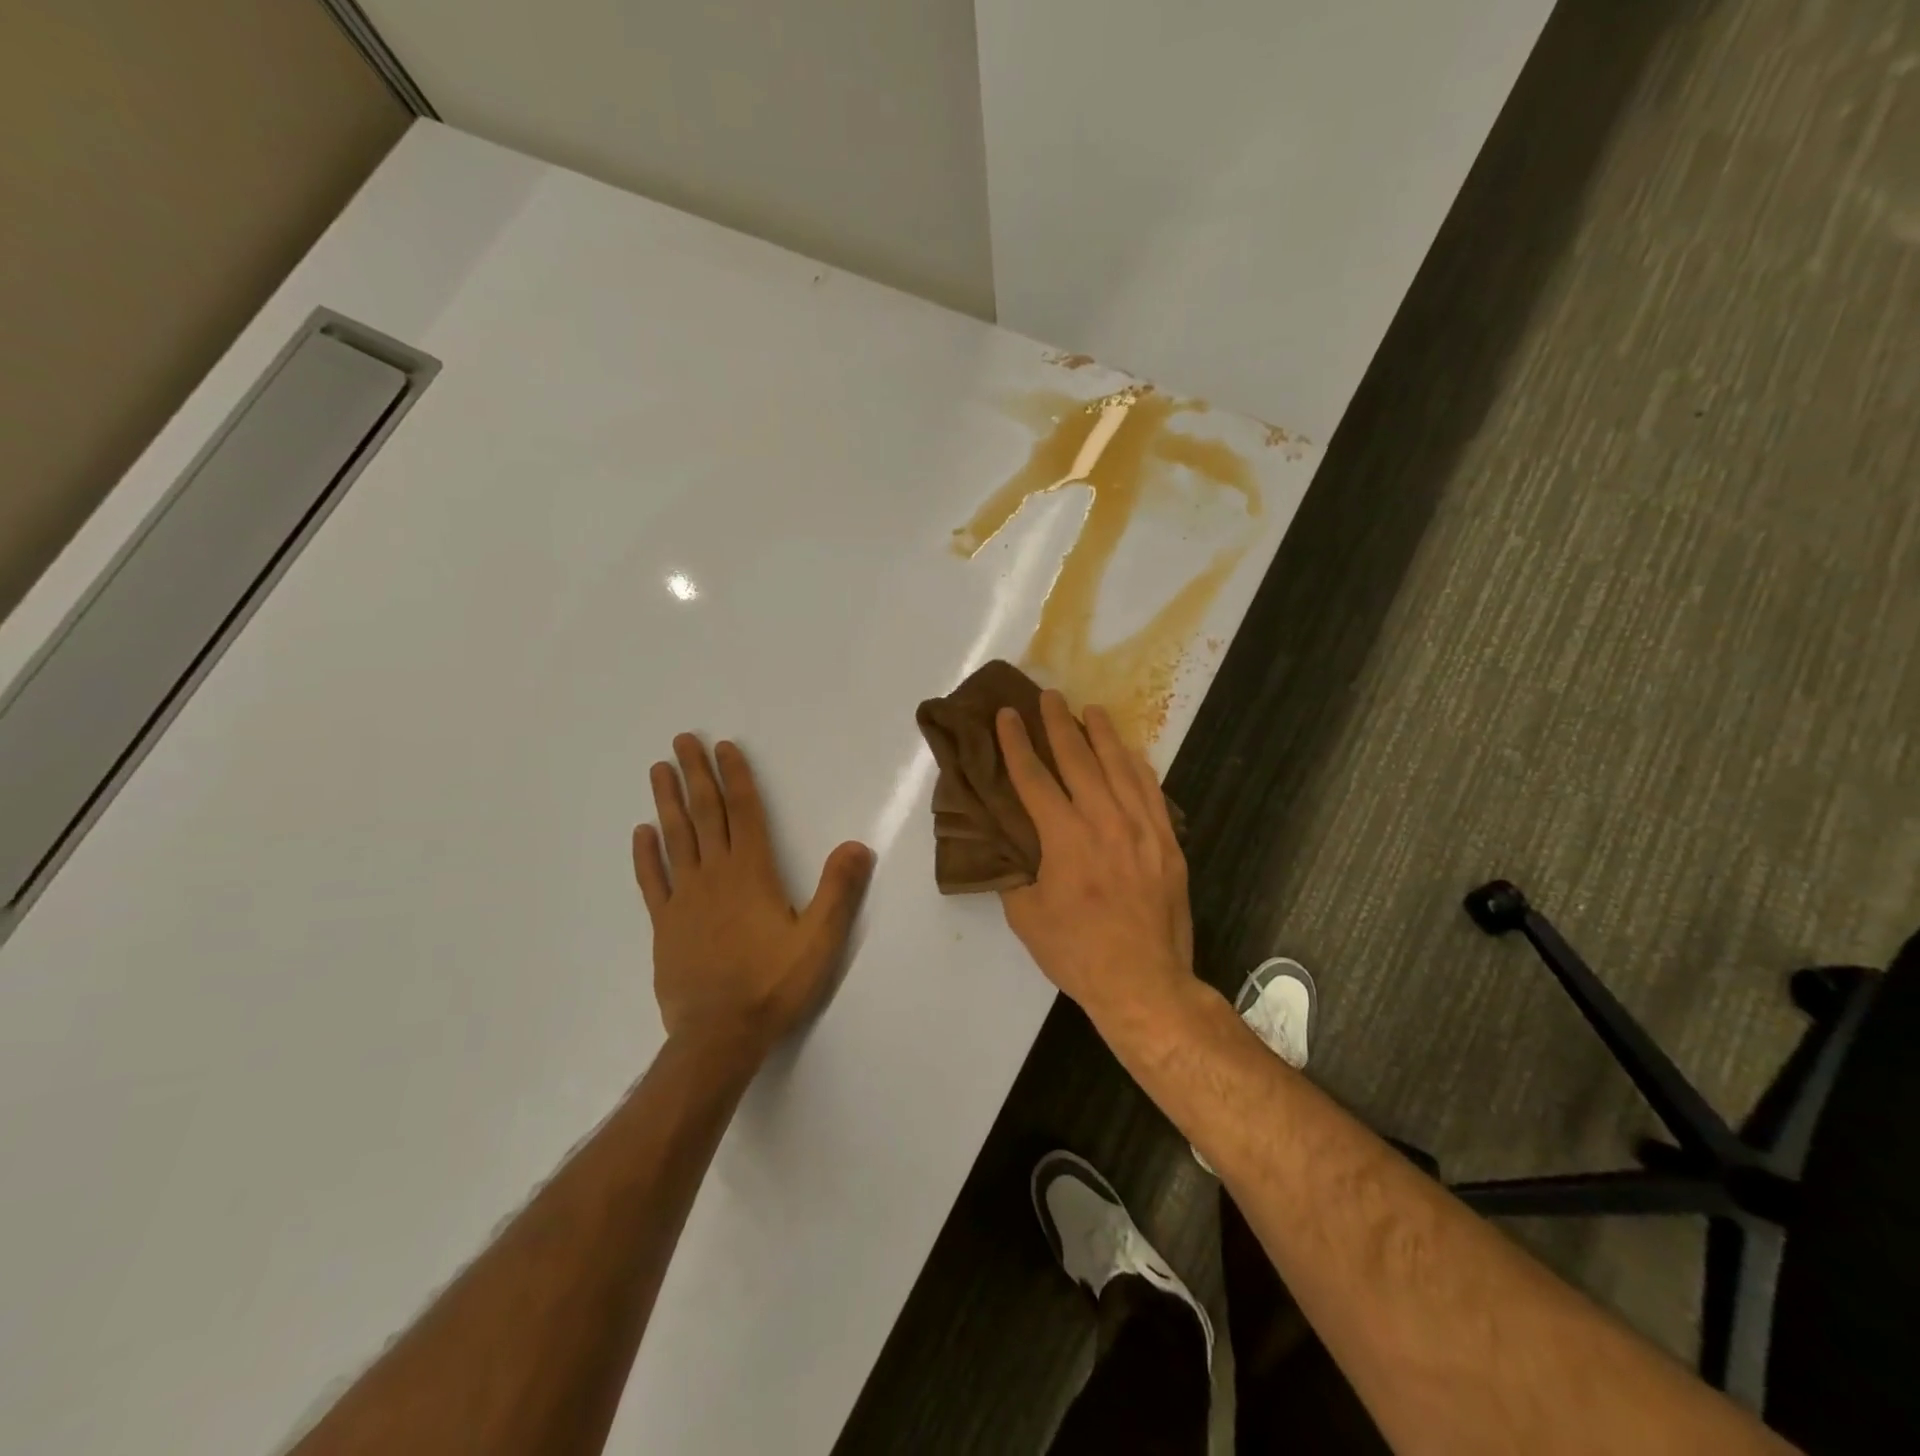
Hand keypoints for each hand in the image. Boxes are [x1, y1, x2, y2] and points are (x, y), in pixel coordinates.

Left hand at [633, 735, 873, 1062]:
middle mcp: (715, 876)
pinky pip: (653, 882)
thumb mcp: (820, 940)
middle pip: (704, 815)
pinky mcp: (665, 926)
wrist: (718, 1037)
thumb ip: (838, 891)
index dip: (734, 777)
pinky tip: (642, 833)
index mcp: (751, 874)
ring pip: (675, 840)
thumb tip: (857, 844)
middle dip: (695, 775)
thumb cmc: (773, 985)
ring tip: (660, 770)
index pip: (743, 813)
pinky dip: (646, 855)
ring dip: (668, 802)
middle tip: (682, 741)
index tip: (723, 747)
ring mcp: (684, 900)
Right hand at [996, 692, 1196, 1033]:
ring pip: (1119, 767)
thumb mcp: (1026, 917)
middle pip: (1078, 759)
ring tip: (1090, 709)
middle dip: (1058, 724)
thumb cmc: (1077, 952)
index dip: (1016, 744)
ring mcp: (1141, 828)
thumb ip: (1015, 873)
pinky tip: (1129, 752)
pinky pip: (1151, 791)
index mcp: (1064, 838)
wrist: (1144, 982)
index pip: (1034, 778)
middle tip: (1048, 696)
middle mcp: (1104, 821)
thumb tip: (1008, 846)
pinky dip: (1137, 766)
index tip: (1007, 716)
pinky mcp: (1166, 842)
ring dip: (1101, 734)